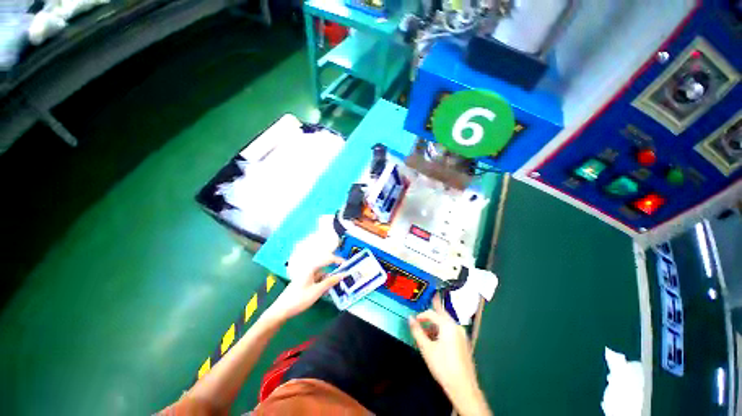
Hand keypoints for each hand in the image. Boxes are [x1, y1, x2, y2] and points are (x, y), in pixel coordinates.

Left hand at [263, 256, 343, 323]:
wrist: (281, 310)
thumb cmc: (299, 299)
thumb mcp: (317, 291)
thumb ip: (331, 282)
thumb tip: (343, 274)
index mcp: (311, 267)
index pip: (327, 259)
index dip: (338, 259)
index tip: (347, 264)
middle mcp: (309, 269)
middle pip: (325, 266)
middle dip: (334, 270)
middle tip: (344, 275)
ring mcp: (306, 276)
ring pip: (322, 274)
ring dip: (329, 278)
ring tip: (337, 285)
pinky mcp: (305, 282)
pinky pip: (318, 279)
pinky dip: (323, 283)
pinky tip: (327, 290)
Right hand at [409, 295, 491, 415]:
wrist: (463, 388)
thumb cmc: (443, 366)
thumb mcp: (426, 348)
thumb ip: (417, 331)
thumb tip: (409, 318)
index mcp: (448, 325)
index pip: (432, 313)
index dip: (421, 315)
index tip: (414, 321)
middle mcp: (456, 326)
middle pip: (442, 313)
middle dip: (432, 311)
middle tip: (426, 302)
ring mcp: (462, 334)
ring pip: (446, 323)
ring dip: (435, 323)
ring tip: (426, 330)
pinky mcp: (464, 343)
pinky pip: (450, 330)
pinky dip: (441, 330)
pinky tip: (436, 339)